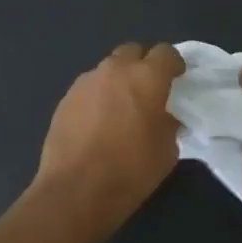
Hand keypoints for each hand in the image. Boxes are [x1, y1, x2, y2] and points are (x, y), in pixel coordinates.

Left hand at [35, 42, 184, 231]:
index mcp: (146, 78)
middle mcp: (114, 70)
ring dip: (118, 81)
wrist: (76, 191)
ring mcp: (85, 82)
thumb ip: (169, 123)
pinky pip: (89, 89)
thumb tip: (164, 116)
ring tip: (121, 110)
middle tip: (149, 91)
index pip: (166, 53)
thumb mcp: (167, 150)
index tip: (177, 81)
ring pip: (108, 69)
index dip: (174, 65)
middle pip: (132, 52)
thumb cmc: (131, 170)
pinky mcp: (65, 99)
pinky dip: (98, 98)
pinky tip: (99, 124)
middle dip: (143, 65)